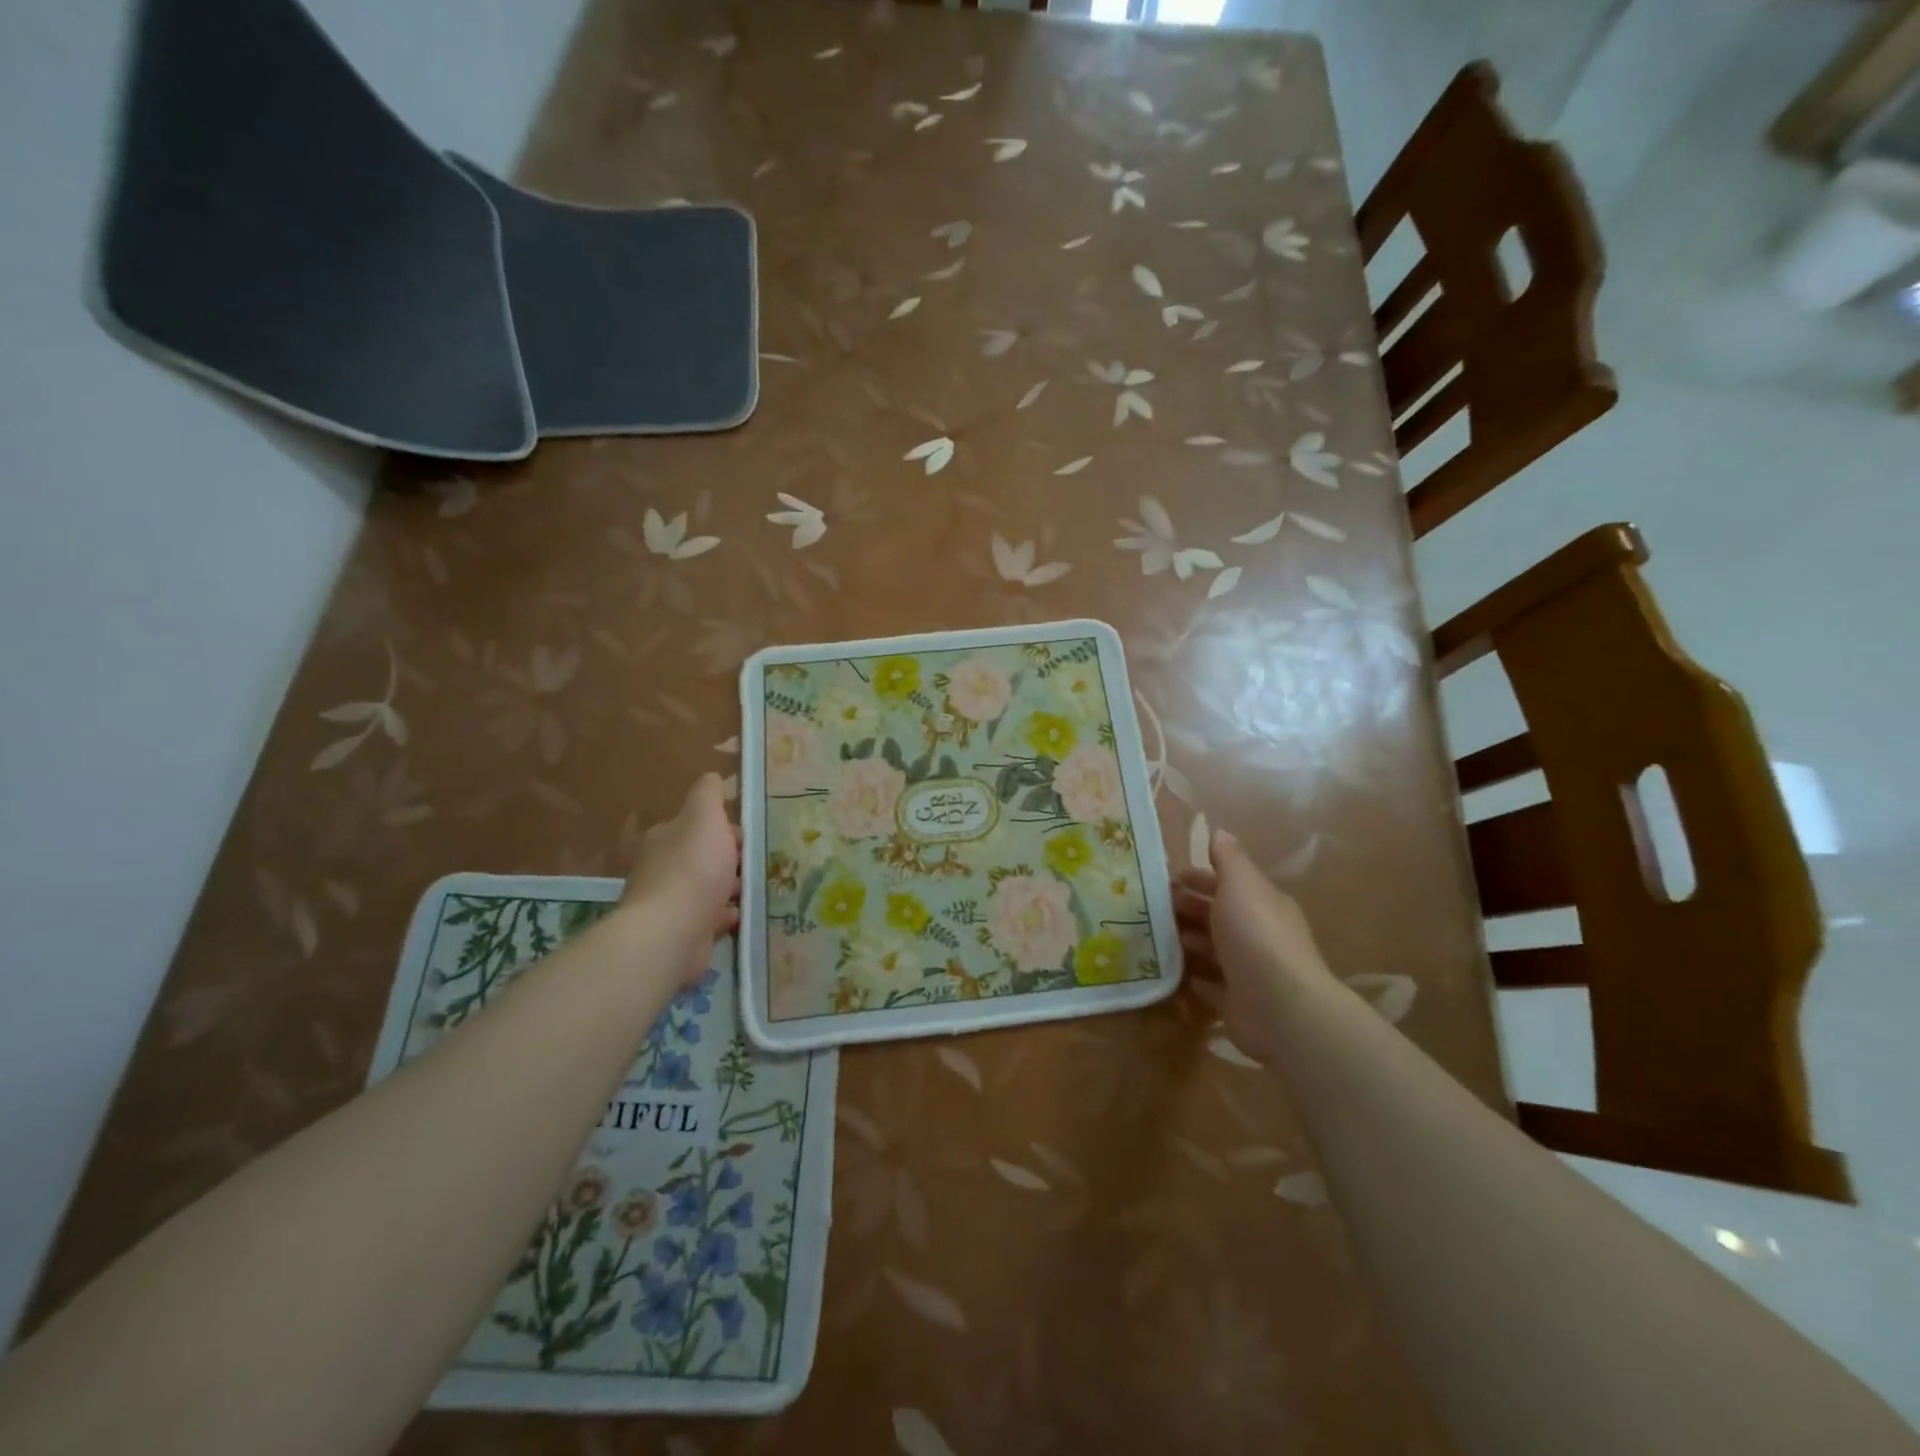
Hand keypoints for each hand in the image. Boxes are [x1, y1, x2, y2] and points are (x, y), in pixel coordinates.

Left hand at [622, 773, 741, 985]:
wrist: (671, 933)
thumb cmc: (692, 869)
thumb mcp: (704, 818)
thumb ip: (708, 795)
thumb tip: (711, 776)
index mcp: (665, 838)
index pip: (696, 826)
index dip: (724, 828)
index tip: (750, 836)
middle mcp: (662, 868)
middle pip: (702, 856)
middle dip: (729, 859)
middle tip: (759, 863)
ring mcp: (670, 902)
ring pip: (707, 888)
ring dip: (730, 887)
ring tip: (758, 888)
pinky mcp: (681, 932)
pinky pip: (709, 918)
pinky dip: (725, 914)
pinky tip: (743, 914)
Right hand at [1176, 828, 1329, 1064]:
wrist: (1280, 1006)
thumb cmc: (1256, 934)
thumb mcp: (1241, 885)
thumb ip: (1229, 860)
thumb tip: (1221, 832)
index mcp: (1263, 903)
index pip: (1230, 884)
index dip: (1201, 877)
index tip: (1169, 877)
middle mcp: (1259, 935)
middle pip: (1219, 915)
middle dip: (1190, 907)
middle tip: (1153, 905)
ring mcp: (1249, 971)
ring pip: (1214, 949)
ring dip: (1189, 940)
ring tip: (1155, 935)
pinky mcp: (1238, 1002)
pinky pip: (1212, 986)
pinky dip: (1195, 977)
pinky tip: (1174, 972)